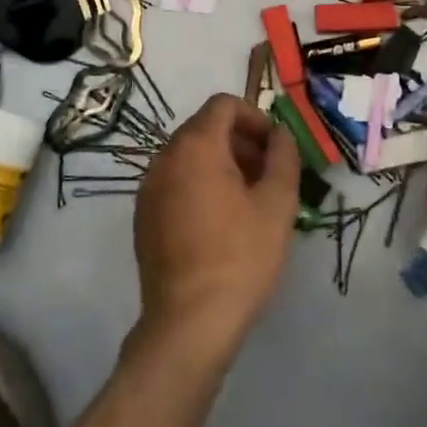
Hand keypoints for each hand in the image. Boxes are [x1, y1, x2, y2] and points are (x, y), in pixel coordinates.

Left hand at [133, 94, 299, 356]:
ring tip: (249, 201)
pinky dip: (199, 186)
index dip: (255, 117)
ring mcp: (148, 188)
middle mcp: (164, 158)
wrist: (189, 322)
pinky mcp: (143, 217)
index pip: (224, 104)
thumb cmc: (240, 256)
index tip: (276, 148)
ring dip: (221, 165)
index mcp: (195, 146)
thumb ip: (283, 156)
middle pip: (205, 129)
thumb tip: (280, 134)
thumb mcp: (277, 203)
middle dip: (240, 142)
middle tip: (268, 176)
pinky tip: (221, 224)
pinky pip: (175, 183)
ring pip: (189, 157)